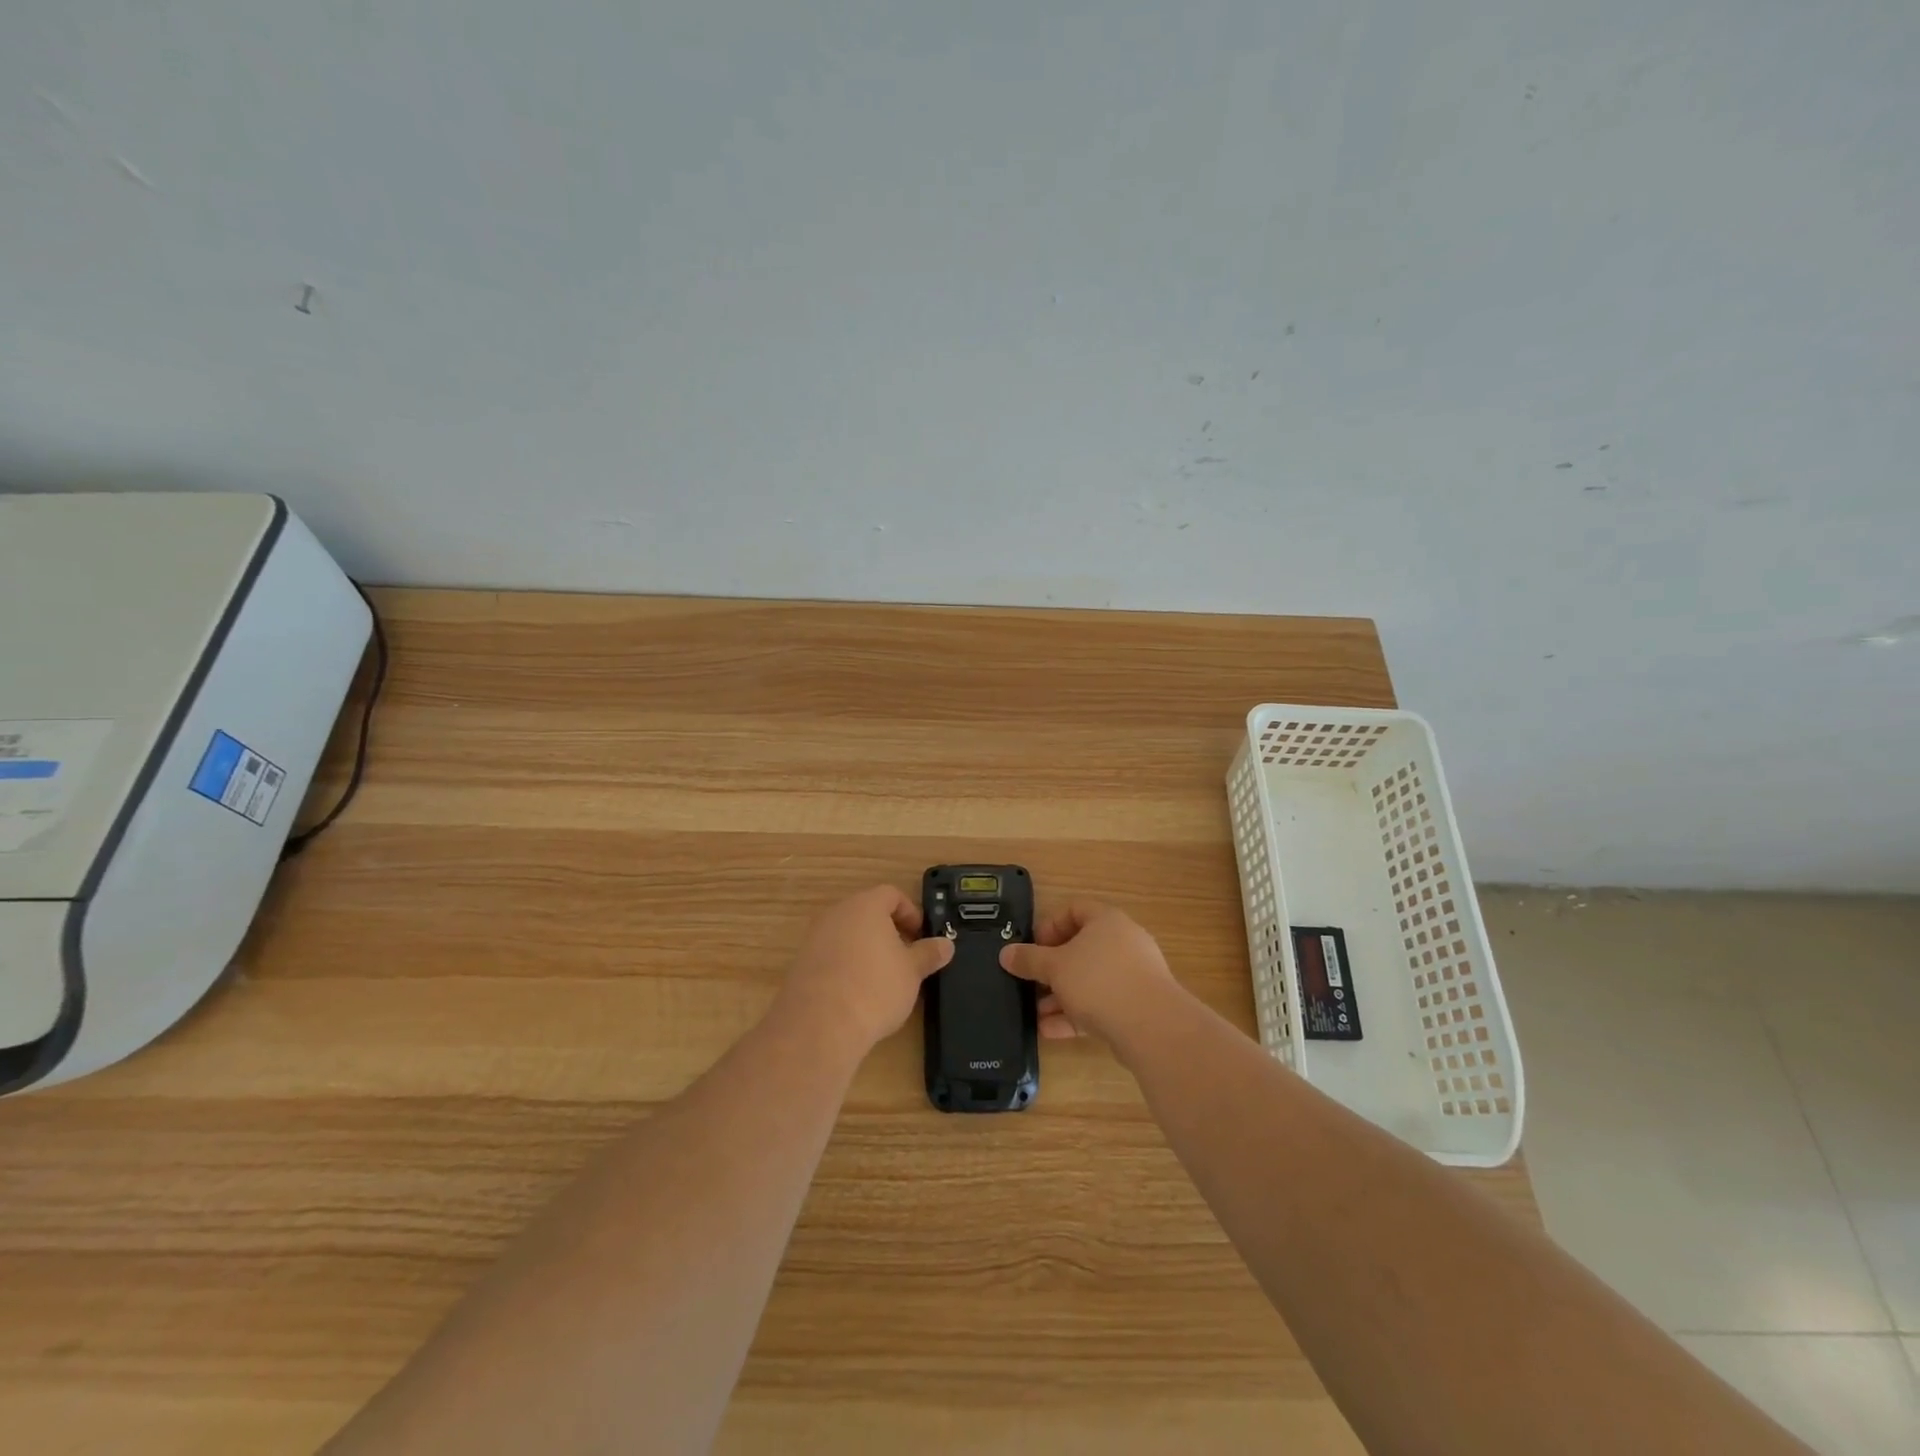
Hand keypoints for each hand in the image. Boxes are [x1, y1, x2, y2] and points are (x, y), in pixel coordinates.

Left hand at [775, 885, 953, 1055]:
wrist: (820, 1025)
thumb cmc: (874, 988)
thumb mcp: (912, 971)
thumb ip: (929, 953)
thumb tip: (946, 944)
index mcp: (865, 905)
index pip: (892, 894)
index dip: (911, 912)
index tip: (921, 936)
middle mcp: (837, 913)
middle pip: (867, 912)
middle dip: (889, 931)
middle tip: (905, 957)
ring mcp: (814, 937)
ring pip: (848, 934)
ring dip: (867, 949)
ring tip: (882, 979)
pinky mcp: (801, 963)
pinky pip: (831, 955)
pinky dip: (846, 965)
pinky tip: (857, 993)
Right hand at [998, 901, 1174, 1041]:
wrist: (1151, 1026)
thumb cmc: (1098, 981)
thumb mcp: (1055, 967)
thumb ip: (1029, 959)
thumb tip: (1005, 953)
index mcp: (1106, 920)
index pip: (1074, 909)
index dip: (1049, 925)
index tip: (1032, 947)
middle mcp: (1122, 942)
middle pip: (1081, 948)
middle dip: (1052, 968)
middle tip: (1031, 983)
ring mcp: (1133, 975)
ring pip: (1089, 980)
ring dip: (1061, 996)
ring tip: (1036, 1013)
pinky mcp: (1137, 1006)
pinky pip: (1100, 1005)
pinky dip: (1076, 1015)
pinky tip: (1050, 1032)